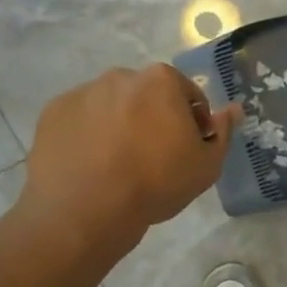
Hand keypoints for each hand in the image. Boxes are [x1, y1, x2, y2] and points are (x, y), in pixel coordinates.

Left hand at [20, 65, 241, 246]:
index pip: (189, 95)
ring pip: (112, 106)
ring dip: (120, 124)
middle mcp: (121, 76)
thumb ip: (223, 133)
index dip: (194, 124)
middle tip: (154, 157)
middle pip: (147, 96)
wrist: (86, 209)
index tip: (188, 150)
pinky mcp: (53, 113)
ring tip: (118, 164)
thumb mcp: (206, 166)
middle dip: (154, 118)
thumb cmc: (156, 184)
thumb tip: (232, 109)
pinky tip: (92, 165)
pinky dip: (89, 135)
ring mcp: (83, 92)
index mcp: (161, 81)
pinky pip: (81, 120)